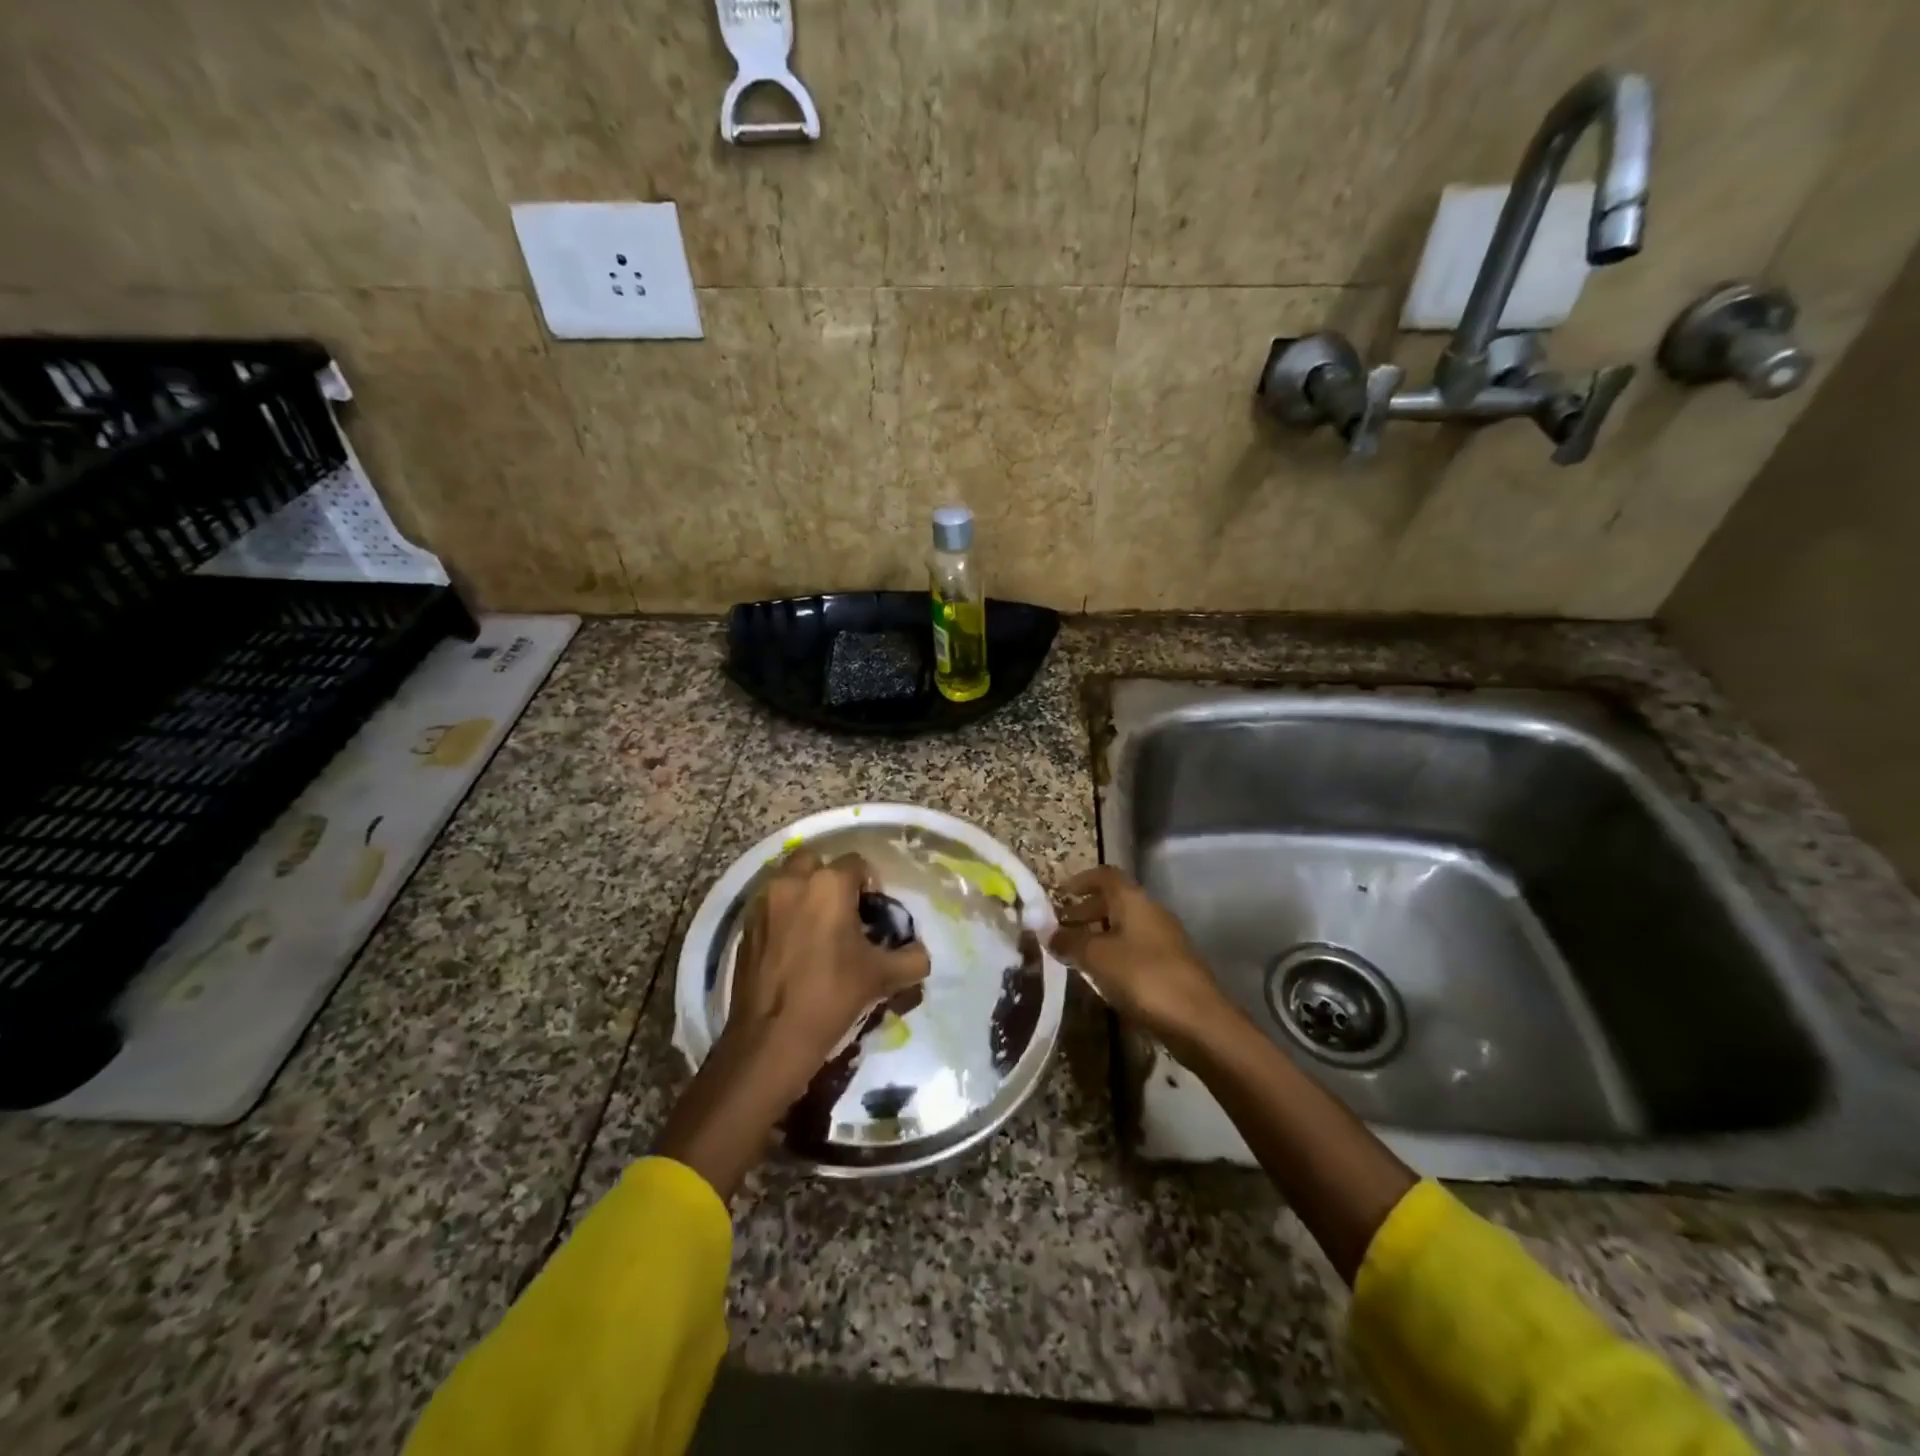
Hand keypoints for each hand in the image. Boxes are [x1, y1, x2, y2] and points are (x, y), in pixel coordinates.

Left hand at [725, 847, 930, 1097]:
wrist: (772, 1038)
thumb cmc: (832, 996)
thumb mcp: (883, 978)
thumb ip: (912, 958)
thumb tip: (919, 953)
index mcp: (829, 884)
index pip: (858, 863)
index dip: (871, 885)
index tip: (873, 915)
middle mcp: (793, 882)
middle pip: (816, 862)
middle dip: (830, 879)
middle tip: (843, 913)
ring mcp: (763, 903)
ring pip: (788, 881)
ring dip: (804, 894)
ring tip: (817, 930)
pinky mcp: (745, 927)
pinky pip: (770, 907)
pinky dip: (783, 916)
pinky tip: (793, 949)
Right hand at [1050, 866, 1224, 1049]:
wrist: (1198, 1021)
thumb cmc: (1143, 977)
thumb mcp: (1096, 957)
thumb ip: (1069, 941)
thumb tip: (1047, 932)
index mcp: (1134, 900)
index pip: (1106, 875)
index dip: (1081, 880)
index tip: (1059, 893)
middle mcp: (1151, 912)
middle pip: (1115, 901)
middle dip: (1085, 911)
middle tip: (1060, 928)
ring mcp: (1165, 940)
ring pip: (1125, 927)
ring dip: (1099, 935)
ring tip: (1075, 955)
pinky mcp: (1171, 966)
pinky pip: (1135, 950)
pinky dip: (1114, 955)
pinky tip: (1101, 977)